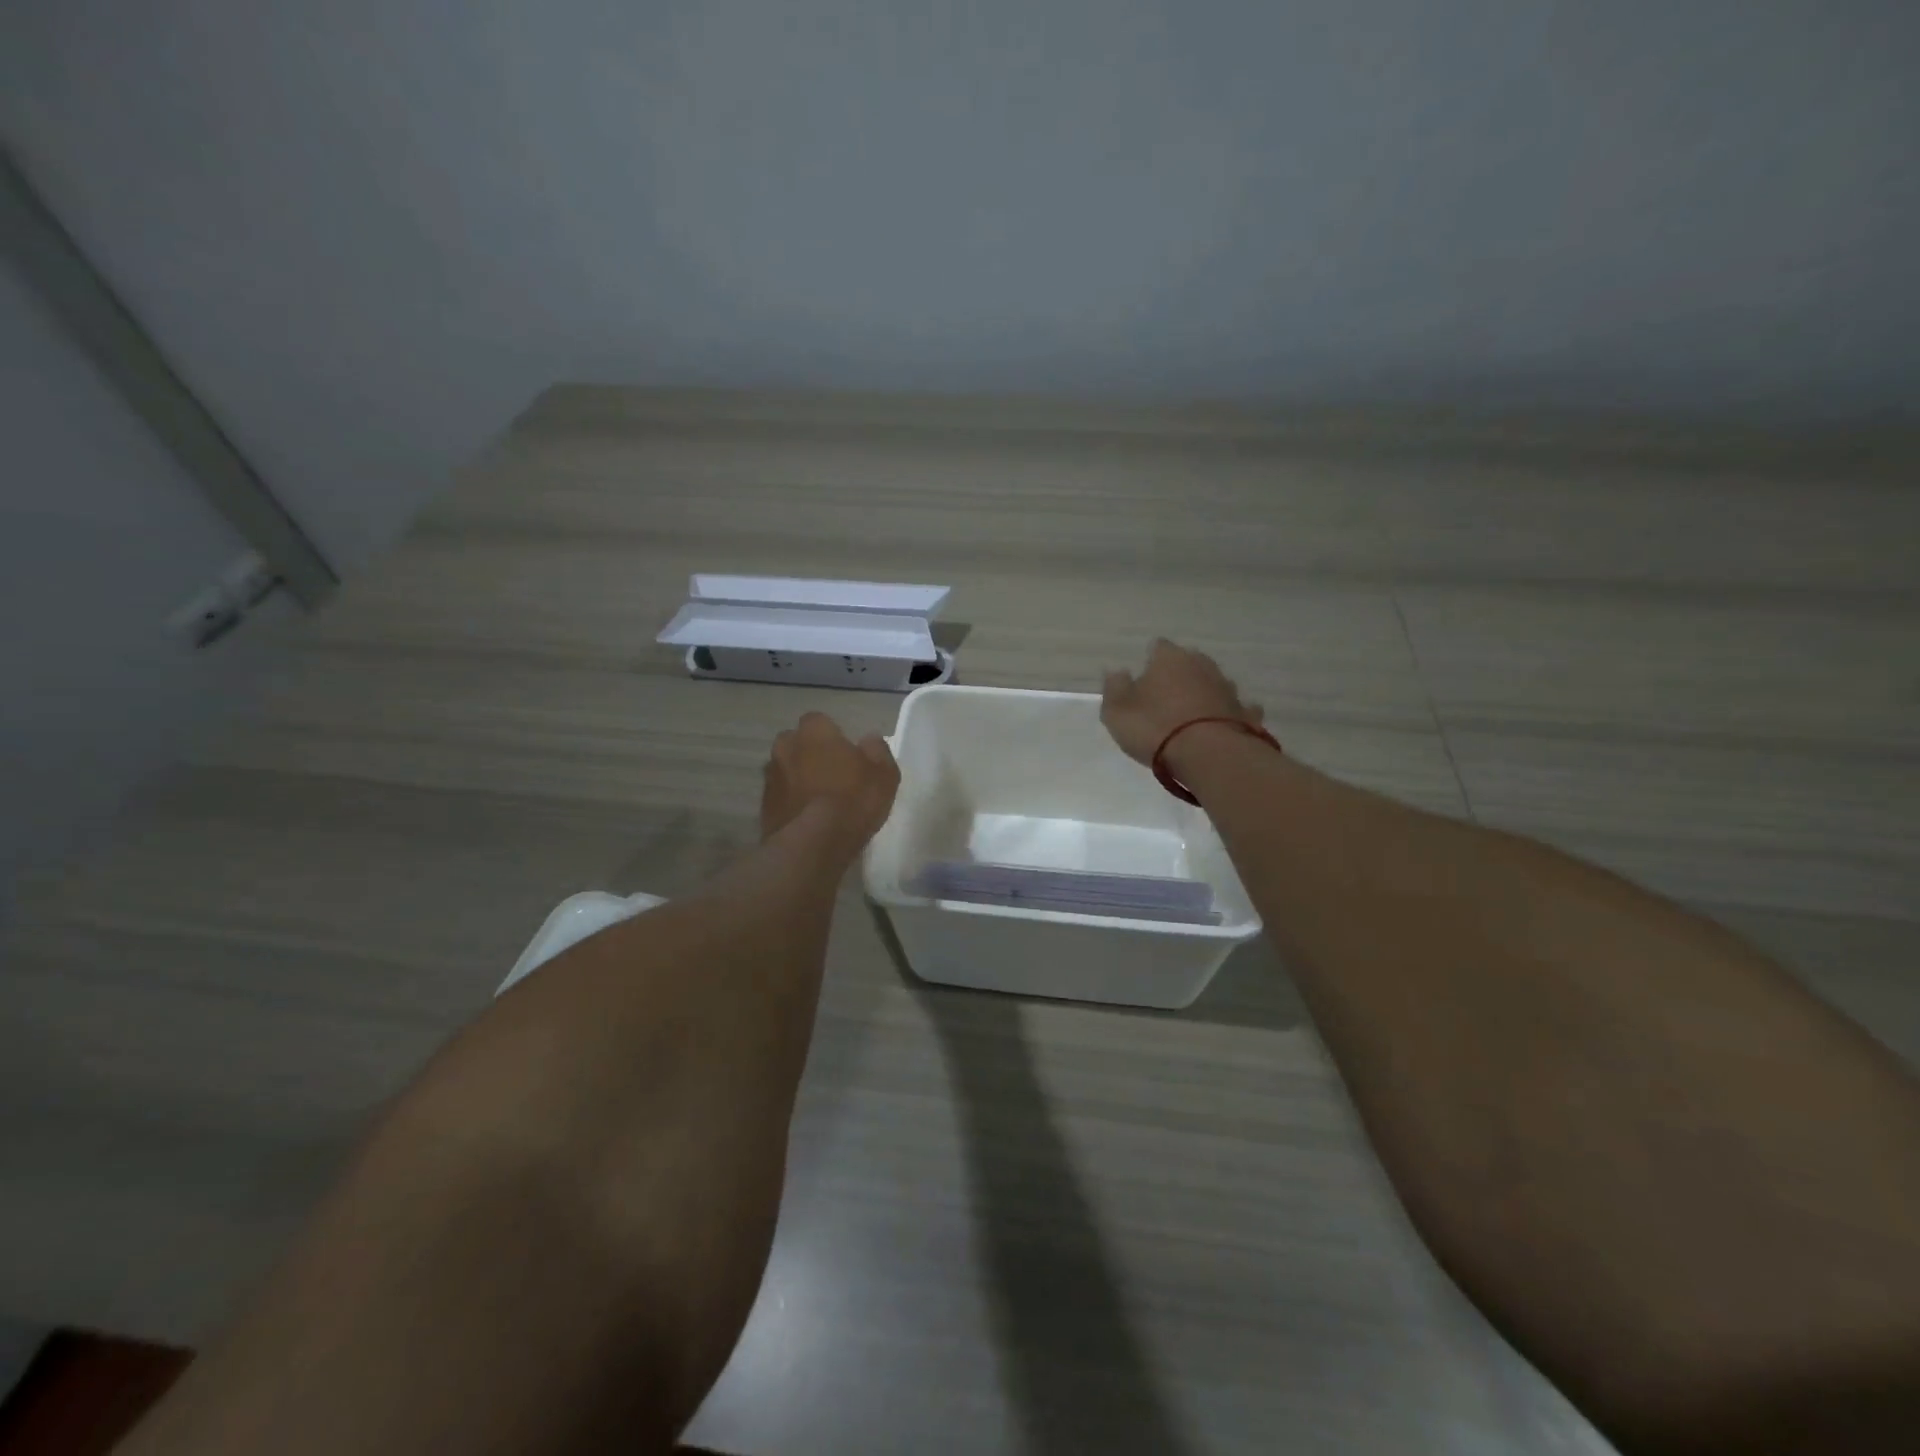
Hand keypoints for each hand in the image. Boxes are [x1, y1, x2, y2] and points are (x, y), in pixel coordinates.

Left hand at [761, 712, 899, 848]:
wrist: (813, 844)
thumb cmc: (853, 800)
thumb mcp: (884, 774)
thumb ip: (877, 750)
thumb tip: (870, 740)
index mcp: (813, 731)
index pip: (820, 721)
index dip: (834, 737)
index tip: (848, 755)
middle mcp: (785, 746)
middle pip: (798, 744)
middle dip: (811, 755)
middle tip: (833, 776)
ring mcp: (770, 777)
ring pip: (786, 771)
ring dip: (799, 780)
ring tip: (820, 802)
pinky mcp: (763, 807)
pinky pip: (781, 797)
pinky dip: (792, 803)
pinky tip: (808, 820)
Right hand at [1100, 638, 1262, 765]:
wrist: (1209, 755)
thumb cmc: (1155, 728)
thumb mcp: (1117, 711)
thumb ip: (1114, 688)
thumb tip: (1117, 672)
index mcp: (1169, 658)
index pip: (1157, 647)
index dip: (1148, 662)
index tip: (1141, 681)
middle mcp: (1201, 664)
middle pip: (1188, 662)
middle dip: (1178, 676)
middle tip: (1164, 700)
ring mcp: (1228, 687)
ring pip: (1212, 683)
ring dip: (1202, 693)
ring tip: (1190, 716)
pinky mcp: (1245, 713)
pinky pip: (1235, 708)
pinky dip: (1227, 714)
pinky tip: (1221, 726)